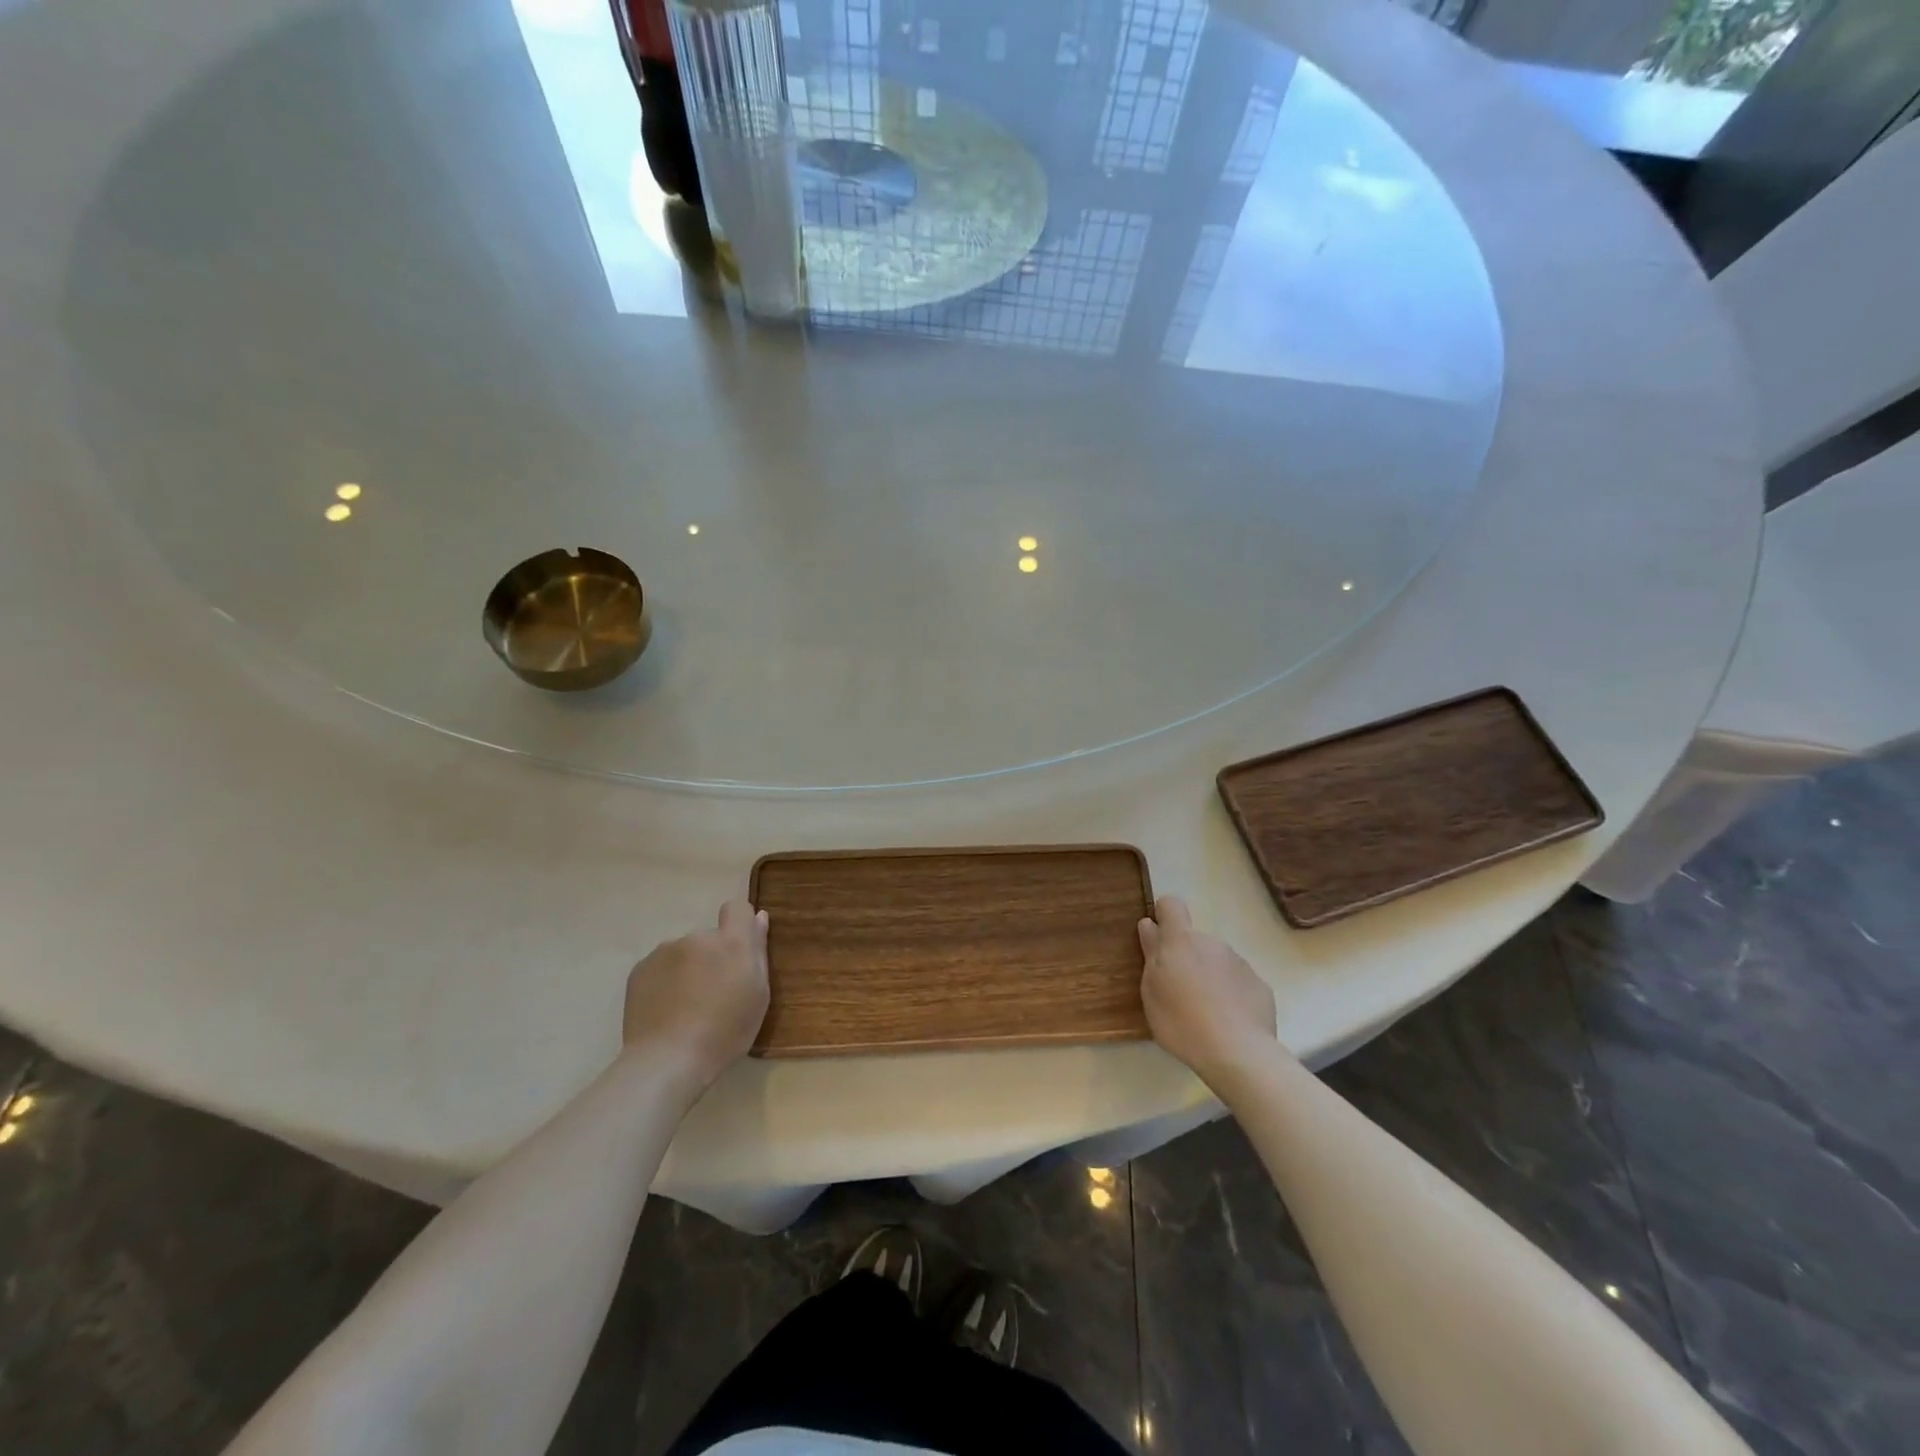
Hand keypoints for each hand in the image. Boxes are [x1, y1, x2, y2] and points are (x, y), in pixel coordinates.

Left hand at [622, 899, 769, 1085]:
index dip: (740, 924)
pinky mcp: (639, 969)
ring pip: (684, 953)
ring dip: (688, 969)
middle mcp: (697, 937)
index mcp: (731, 942)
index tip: (739, 952)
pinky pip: (660, 967)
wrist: (667, 1060)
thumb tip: (759, 917)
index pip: (737, 907)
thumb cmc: (725, 1032)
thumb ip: (758, 951)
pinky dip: (665, 982)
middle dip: (712, 957)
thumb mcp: (758, 995)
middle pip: (710, 937)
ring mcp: (664, 951)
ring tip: (685, 1007)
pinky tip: (665, 1011)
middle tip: (713, 994)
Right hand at [1138, 894, 1276, 1083]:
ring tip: (1205, 1012)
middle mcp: (1212, 942)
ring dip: (1209, 976)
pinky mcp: (1260, 985)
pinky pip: (1238, 982)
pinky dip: (1231, 994)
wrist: (1238, 1053)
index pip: (1171, 905)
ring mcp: (1240, 962)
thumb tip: (1149, 924)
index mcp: (1181, 940)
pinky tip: (1229, 1021)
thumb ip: (1151, 952)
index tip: (1158, 938)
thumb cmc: (1181, 1020)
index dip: (1163, 916)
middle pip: (1194, 940)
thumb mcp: (1151, 990)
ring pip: (1217, 961)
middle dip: (1186, 957)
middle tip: (1179, 991)